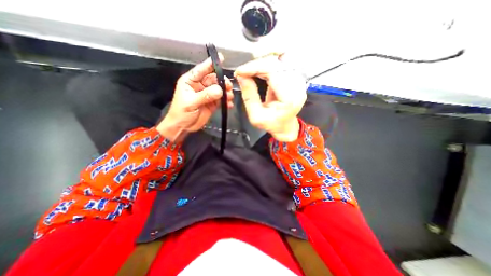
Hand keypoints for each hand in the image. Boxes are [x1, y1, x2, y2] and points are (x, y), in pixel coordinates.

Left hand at [159, 54, 231, 142]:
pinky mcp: (213, 103)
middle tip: (228, 87)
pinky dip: (226, 102)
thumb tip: (220, 90)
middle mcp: (200, 86)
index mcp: (191, 81)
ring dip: (226, 92)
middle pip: (214, 79)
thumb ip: (205, 95)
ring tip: (230, 97)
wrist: (183, 127)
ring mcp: (208, 95)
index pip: (201, 70)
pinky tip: (229, 104)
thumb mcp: (191, 103)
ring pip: (219, 89)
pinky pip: (221, 100)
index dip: (210, 64)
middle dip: (222, 82)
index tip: (221, 58)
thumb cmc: (182, 113)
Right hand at [233, 53, 305, 140]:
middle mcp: (297, 87)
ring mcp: (298, 81)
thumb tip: (241, 77)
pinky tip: (257, 70)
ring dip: (261, 63)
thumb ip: (249, 96)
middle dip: (256, 65)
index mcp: (289, 98)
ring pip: (278, 61)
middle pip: (276, 64)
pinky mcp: (294, 78)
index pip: (273, 72)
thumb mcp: (256, 116)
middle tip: (243, 72)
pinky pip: (280, 65)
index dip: (255, 68)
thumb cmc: (272, 124)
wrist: (285, 127)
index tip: (240, 71)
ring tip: (249, 71)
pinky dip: (266, 65)